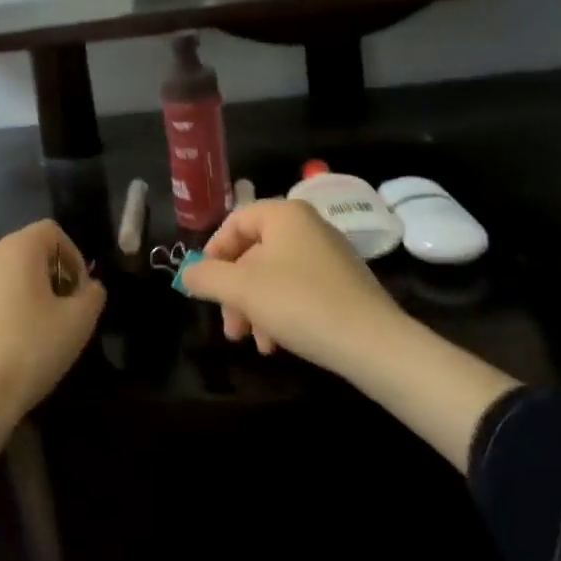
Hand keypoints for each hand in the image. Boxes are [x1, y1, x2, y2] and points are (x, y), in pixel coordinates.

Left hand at [0, 220, 105, 489]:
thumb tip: (88, 287)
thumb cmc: (29, 352)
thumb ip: (92, 294)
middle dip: (48, 275)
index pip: (51, 231)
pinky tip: (1, 348)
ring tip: (32, 332)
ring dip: (20, 294)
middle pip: (24, 251)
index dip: (73, 256)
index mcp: (15, 250)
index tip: (79, 293)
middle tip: (61, 312)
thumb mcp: (79, 323)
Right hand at [177, 198, 403, 379]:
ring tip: (253, 343)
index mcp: (285, 215)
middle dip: (234, 292)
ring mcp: (329, 255)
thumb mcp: (241, 289)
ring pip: (274, 276)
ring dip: (255, 308)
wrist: (373, 343)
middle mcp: (308, 226)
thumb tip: (187, 274)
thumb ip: (207, 277)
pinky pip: (298, 290)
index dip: (213, 251)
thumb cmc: (299, 303)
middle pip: (254, 252)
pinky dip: (280, 313)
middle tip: (228, 326)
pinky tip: (276, 345)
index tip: (204, 283)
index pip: (236, 221)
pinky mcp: (343, 284)